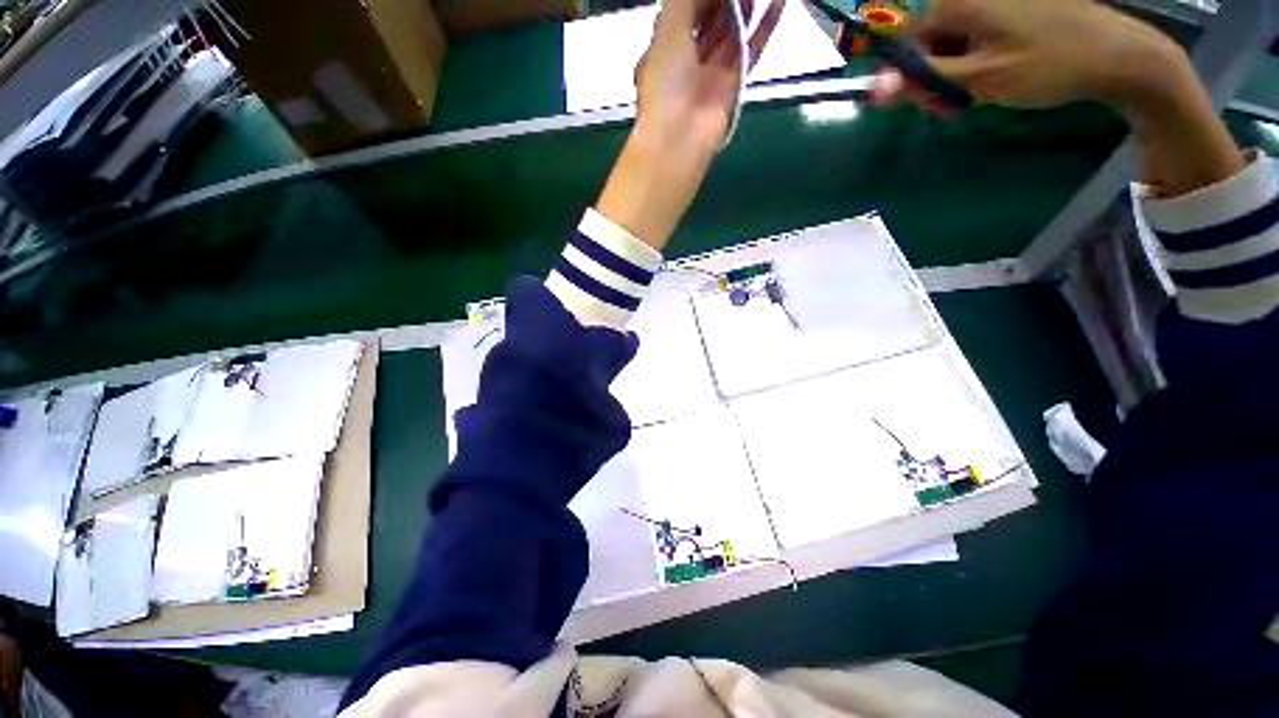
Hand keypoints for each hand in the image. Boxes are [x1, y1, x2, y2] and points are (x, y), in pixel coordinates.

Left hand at [636, 0, 781, 148]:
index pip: (684, 10)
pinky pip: (752, 48)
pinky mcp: (734, 83)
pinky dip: (766, 26)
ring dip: (745, 6)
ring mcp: (713, 72)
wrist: (681, 136)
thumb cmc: (666, 82)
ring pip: (732, 31)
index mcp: (665, 46)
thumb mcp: (668, 26)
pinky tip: (778, 2)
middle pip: (710, 18)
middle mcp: (689, 58)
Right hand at [874, 0, 1182, 110]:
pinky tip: (996, 74)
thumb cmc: (1047, 65)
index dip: (908, 77)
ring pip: (950, 42)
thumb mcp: (980, 79)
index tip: (929, 101)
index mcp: (957, 4)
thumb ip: (925, 81)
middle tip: (959, 102)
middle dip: (934, 75)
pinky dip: (976, 60)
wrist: (1115, 53)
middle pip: (927, 42)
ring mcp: (992, 0)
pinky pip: (974, 36)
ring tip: (983, 89)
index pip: (905, 43)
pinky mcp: (1010, 7)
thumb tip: (877, 86)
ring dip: (956, 71)